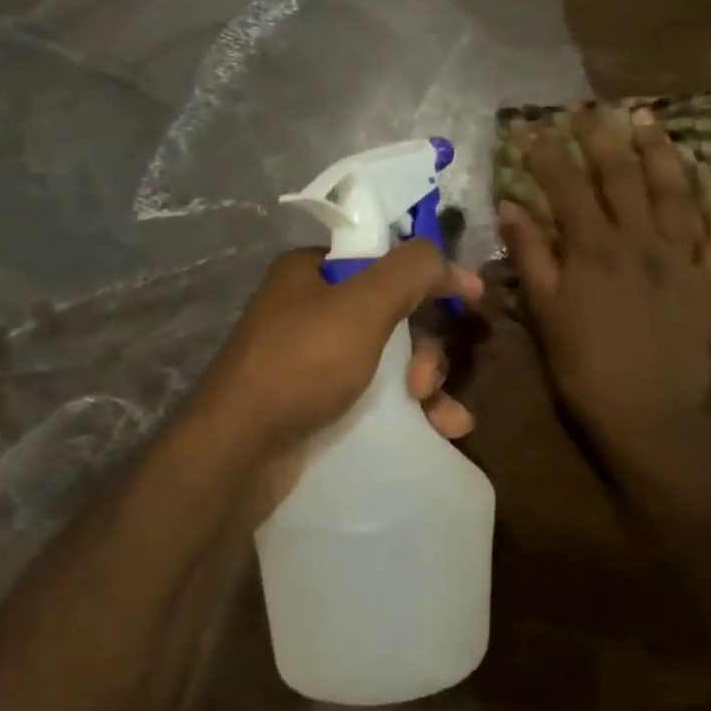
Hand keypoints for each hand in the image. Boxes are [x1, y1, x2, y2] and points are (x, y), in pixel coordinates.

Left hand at [191, 243, 480, 530]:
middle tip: (424, 382)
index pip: (384, 259)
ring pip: (390, 361)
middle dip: (425, 350)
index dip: (429, 276)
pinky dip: (411, 411)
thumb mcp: (363, 305)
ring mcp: (313, 361)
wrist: (241, 451)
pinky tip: (442, 430)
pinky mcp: (318, 404)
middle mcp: (310, 311)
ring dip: (427, 385)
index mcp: (312, 272)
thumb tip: (449, 261)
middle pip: (393, 316)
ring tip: (443, 417)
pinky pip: (377, 396)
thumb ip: (411, 271)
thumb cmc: (302, 364)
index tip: (470, 296)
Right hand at [500, 104, 710, 461]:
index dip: (546, 151)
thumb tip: (513, 206)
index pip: (566, 185)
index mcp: (594, 249)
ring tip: (650, 122)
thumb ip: (531, 256)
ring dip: (661, 153)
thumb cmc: (584, 368)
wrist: (647, 414)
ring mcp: (682, 259)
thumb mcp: (545, 314)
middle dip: (603, 137)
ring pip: (675, 192)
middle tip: (592, 107)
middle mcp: (641, 241)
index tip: (530, 124)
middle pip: (622, 176)